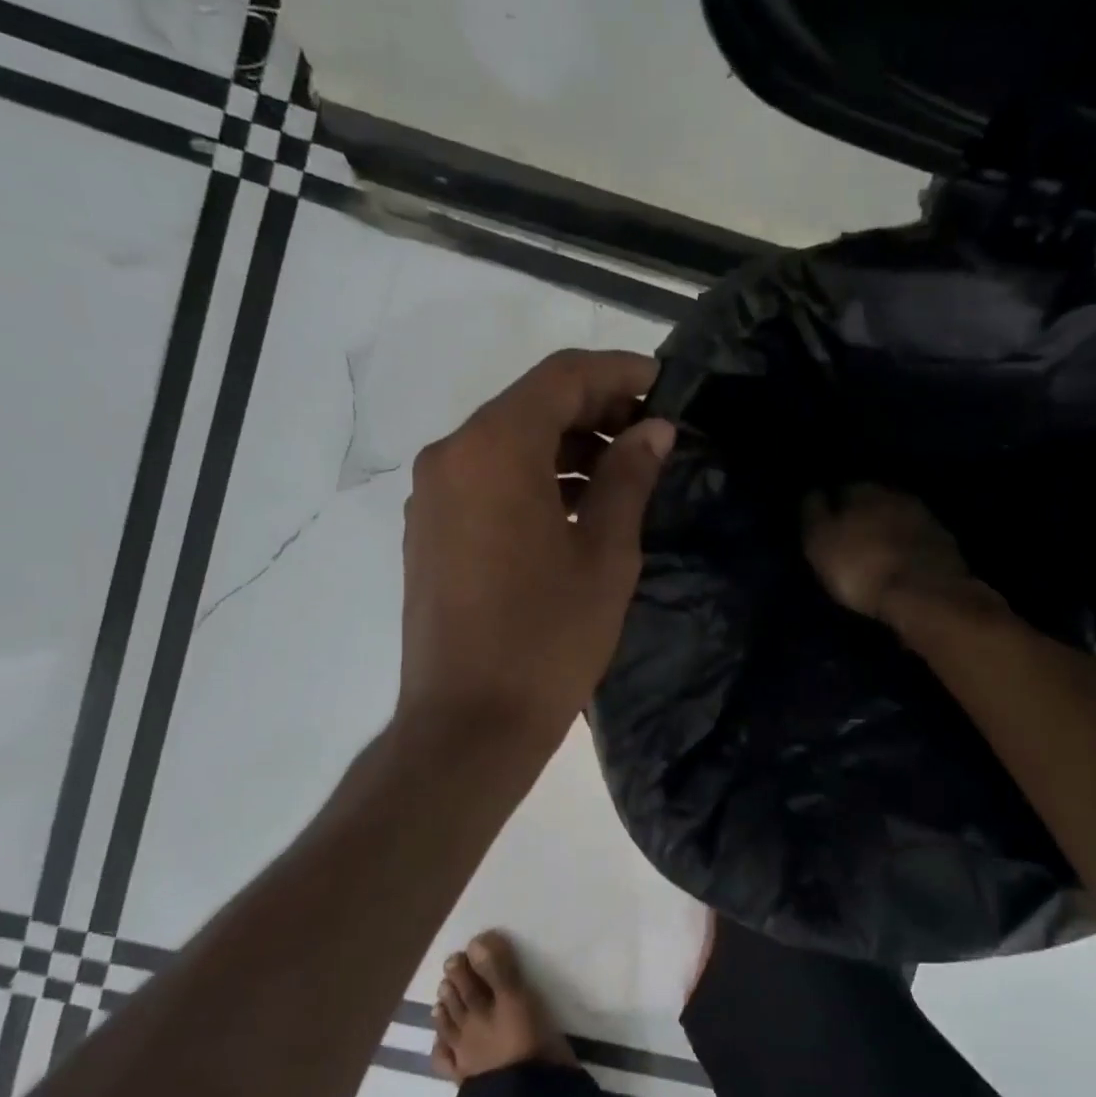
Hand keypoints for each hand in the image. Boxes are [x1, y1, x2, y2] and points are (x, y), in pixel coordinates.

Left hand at [398, 349, 674, 750]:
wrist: (468, 723)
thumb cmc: (547, 639)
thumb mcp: (604, 556)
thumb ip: (629, 479)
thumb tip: (655, 431)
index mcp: (495, 449)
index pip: (562, 377)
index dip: (619, 373)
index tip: (666, 387)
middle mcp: (451, 456)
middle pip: (530, 406)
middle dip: (594, 411)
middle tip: (652, 435)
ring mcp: (432, 495)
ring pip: (507, 444)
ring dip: (564, 448)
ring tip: (623, 474)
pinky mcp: (429, 531)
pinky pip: (486, 481)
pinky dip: (532, 479)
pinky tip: (575, 508)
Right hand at [802, 483, 1002, 624]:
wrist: (925, 594)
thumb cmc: (861, 566)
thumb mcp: (820, 541)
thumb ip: (814, 514)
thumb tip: (814, 493)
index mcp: (863, 490)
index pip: (843, 489)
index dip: (833, 507)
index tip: (826, 526)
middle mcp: (896, 495)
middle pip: (874, 502)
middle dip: (862, 517)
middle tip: (850, 540)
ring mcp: (925, 518)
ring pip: (897, 519)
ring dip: (886, 532)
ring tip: (874, 554)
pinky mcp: (944, 544)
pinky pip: (916, 540)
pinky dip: (905, 549)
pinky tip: (898, 564)